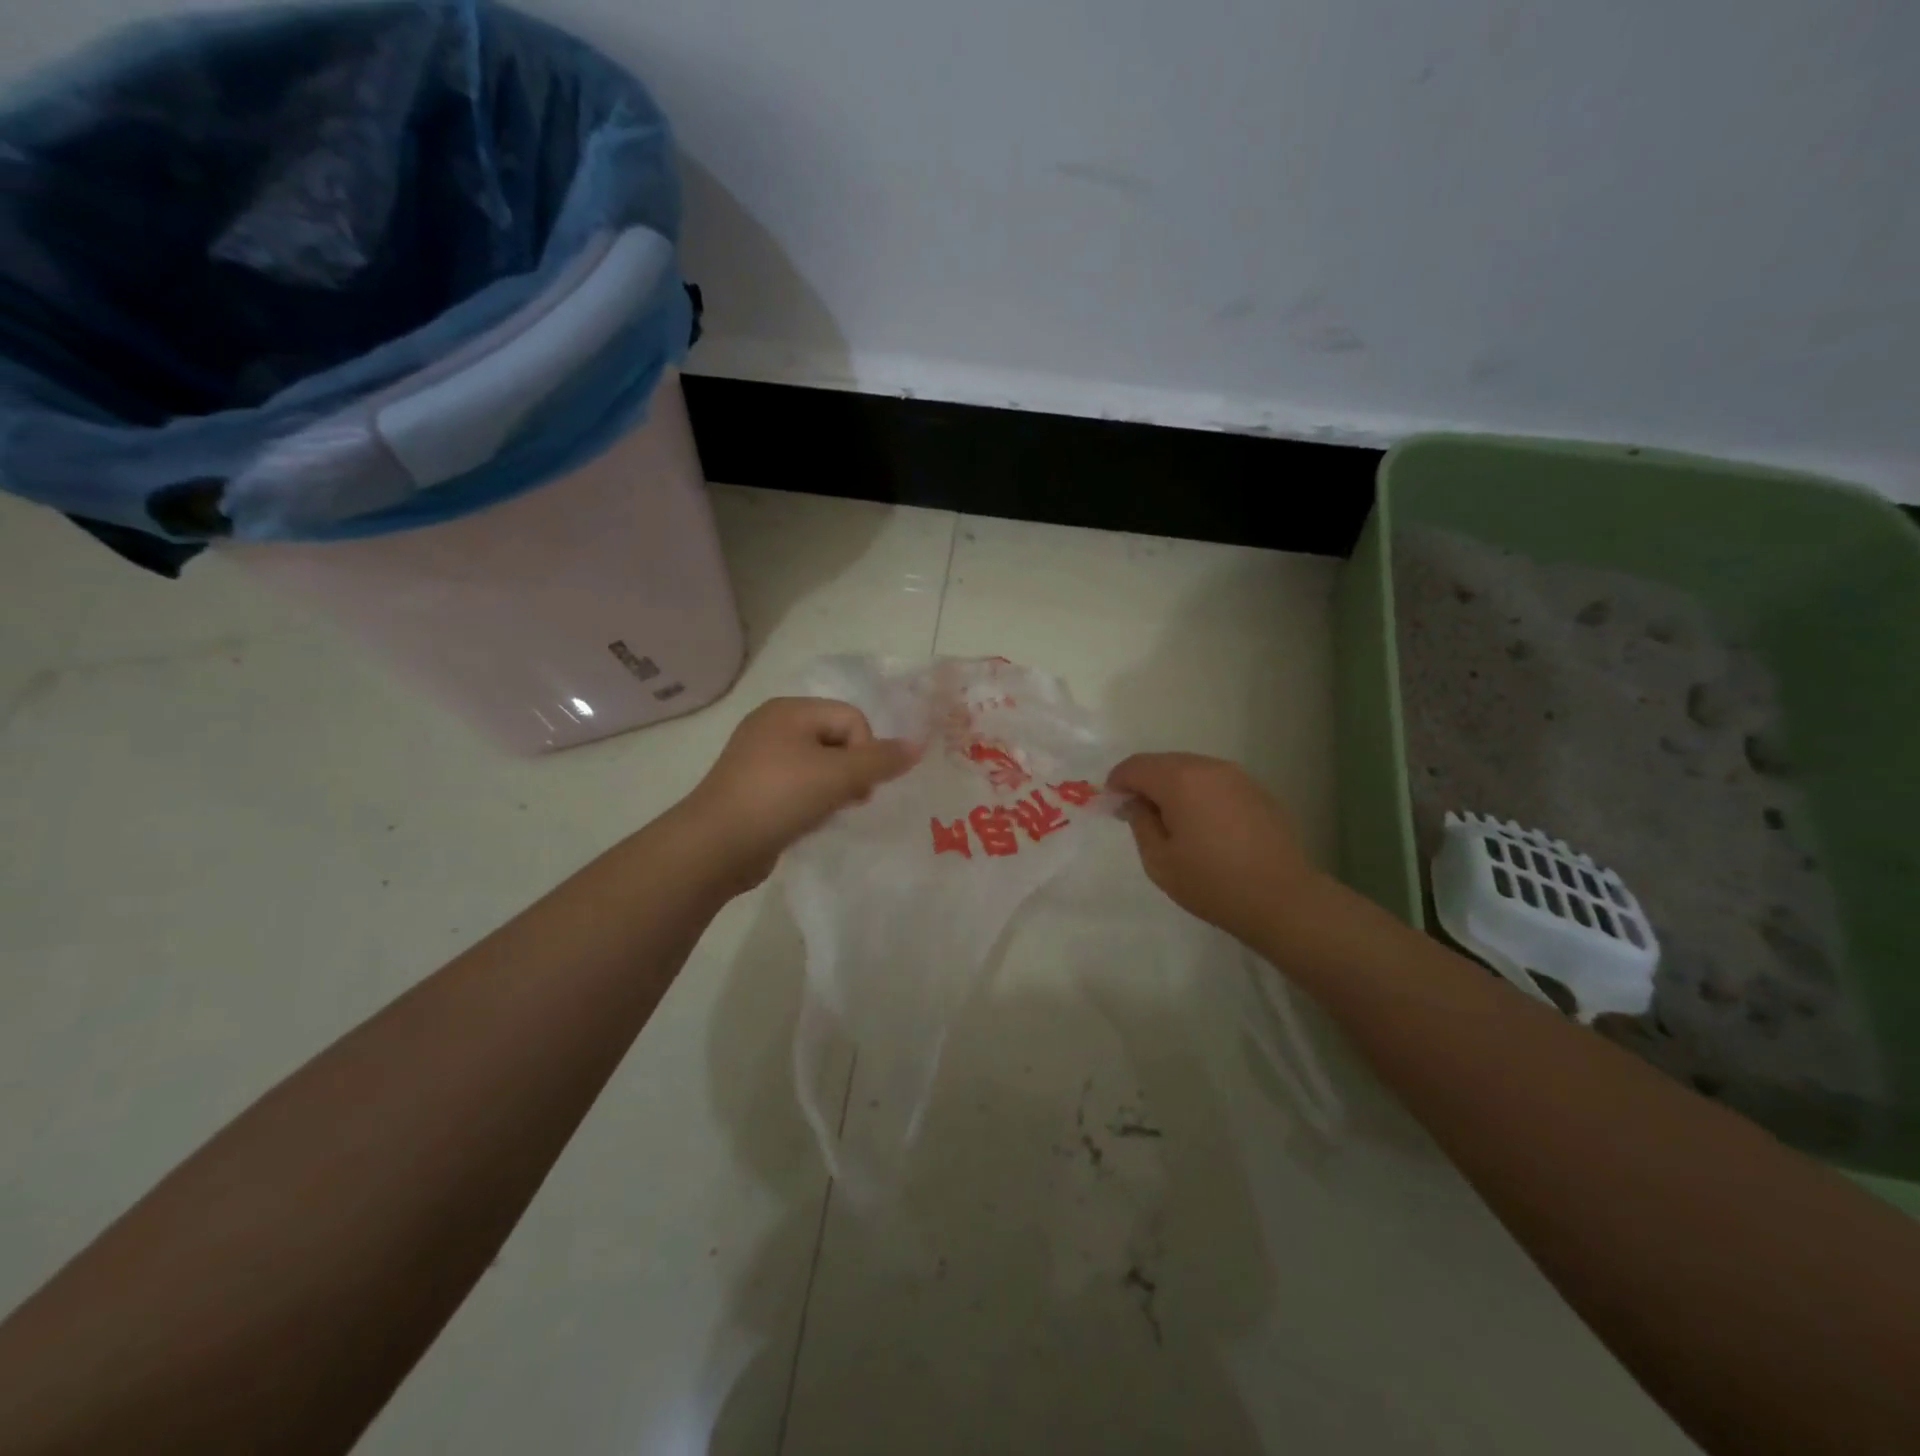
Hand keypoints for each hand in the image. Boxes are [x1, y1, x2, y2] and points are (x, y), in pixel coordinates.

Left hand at [678, 697, 917, 893]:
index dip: (866, 750)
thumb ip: (881, 760)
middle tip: (850, 800)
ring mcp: (760, 758)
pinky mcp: (754, 789)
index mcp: (789, 710)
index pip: (852, 718)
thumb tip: (918, 745)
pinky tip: (809, 822)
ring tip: (828, 813)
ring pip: (819, 766)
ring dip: (834, 789)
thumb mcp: (838, 776)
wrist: (716, 845)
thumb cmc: (779, 797)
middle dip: (852, 771)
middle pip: (837, 740)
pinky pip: (798, 786)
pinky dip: (811, 801)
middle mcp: (773, 726)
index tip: (859, 785)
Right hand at [1106, 752, 1322, 946]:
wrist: (1283, 899)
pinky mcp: (1257, 791)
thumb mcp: (1159, 860)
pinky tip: (1204, 826)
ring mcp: (1237, 776)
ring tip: (1172, 822)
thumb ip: (1140, 823)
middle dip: (1145, 783)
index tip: (1113, 807)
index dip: (1118, 783)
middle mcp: (1209, 767)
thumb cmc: (1212, 882)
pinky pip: (1215, 782)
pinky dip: (1199, 794)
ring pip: (1191, 769)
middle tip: (1139, 816)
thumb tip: (1135, 802)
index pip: (1135, 766)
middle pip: (1163, 762)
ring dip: (1173, 787)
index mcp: (1180, 780)